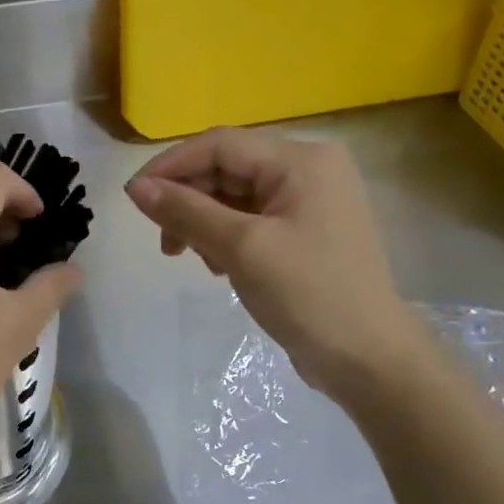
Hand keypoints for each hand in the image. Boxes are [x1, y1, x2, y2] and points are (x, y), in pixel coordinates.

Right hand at [125, 128, 424, 398]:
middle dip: (188, 200)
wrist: (369, 358)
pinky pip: (249, 219)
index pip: (220, 145)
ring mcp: (308, 201)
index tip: (134, 197)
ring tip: (194, 259)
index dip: (171, 166)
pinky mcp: (303, 231)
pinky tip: (218, 266)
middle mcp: (307, 169)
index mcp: (301, 161)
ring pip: (233, 196)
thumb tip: (136, 187)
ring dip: (203, 222)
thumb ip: (187, 211)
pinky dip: (223, 237)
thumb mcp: (241, 248)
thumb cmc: (309, 294)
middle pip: (226, 168)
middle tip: (165, 242)